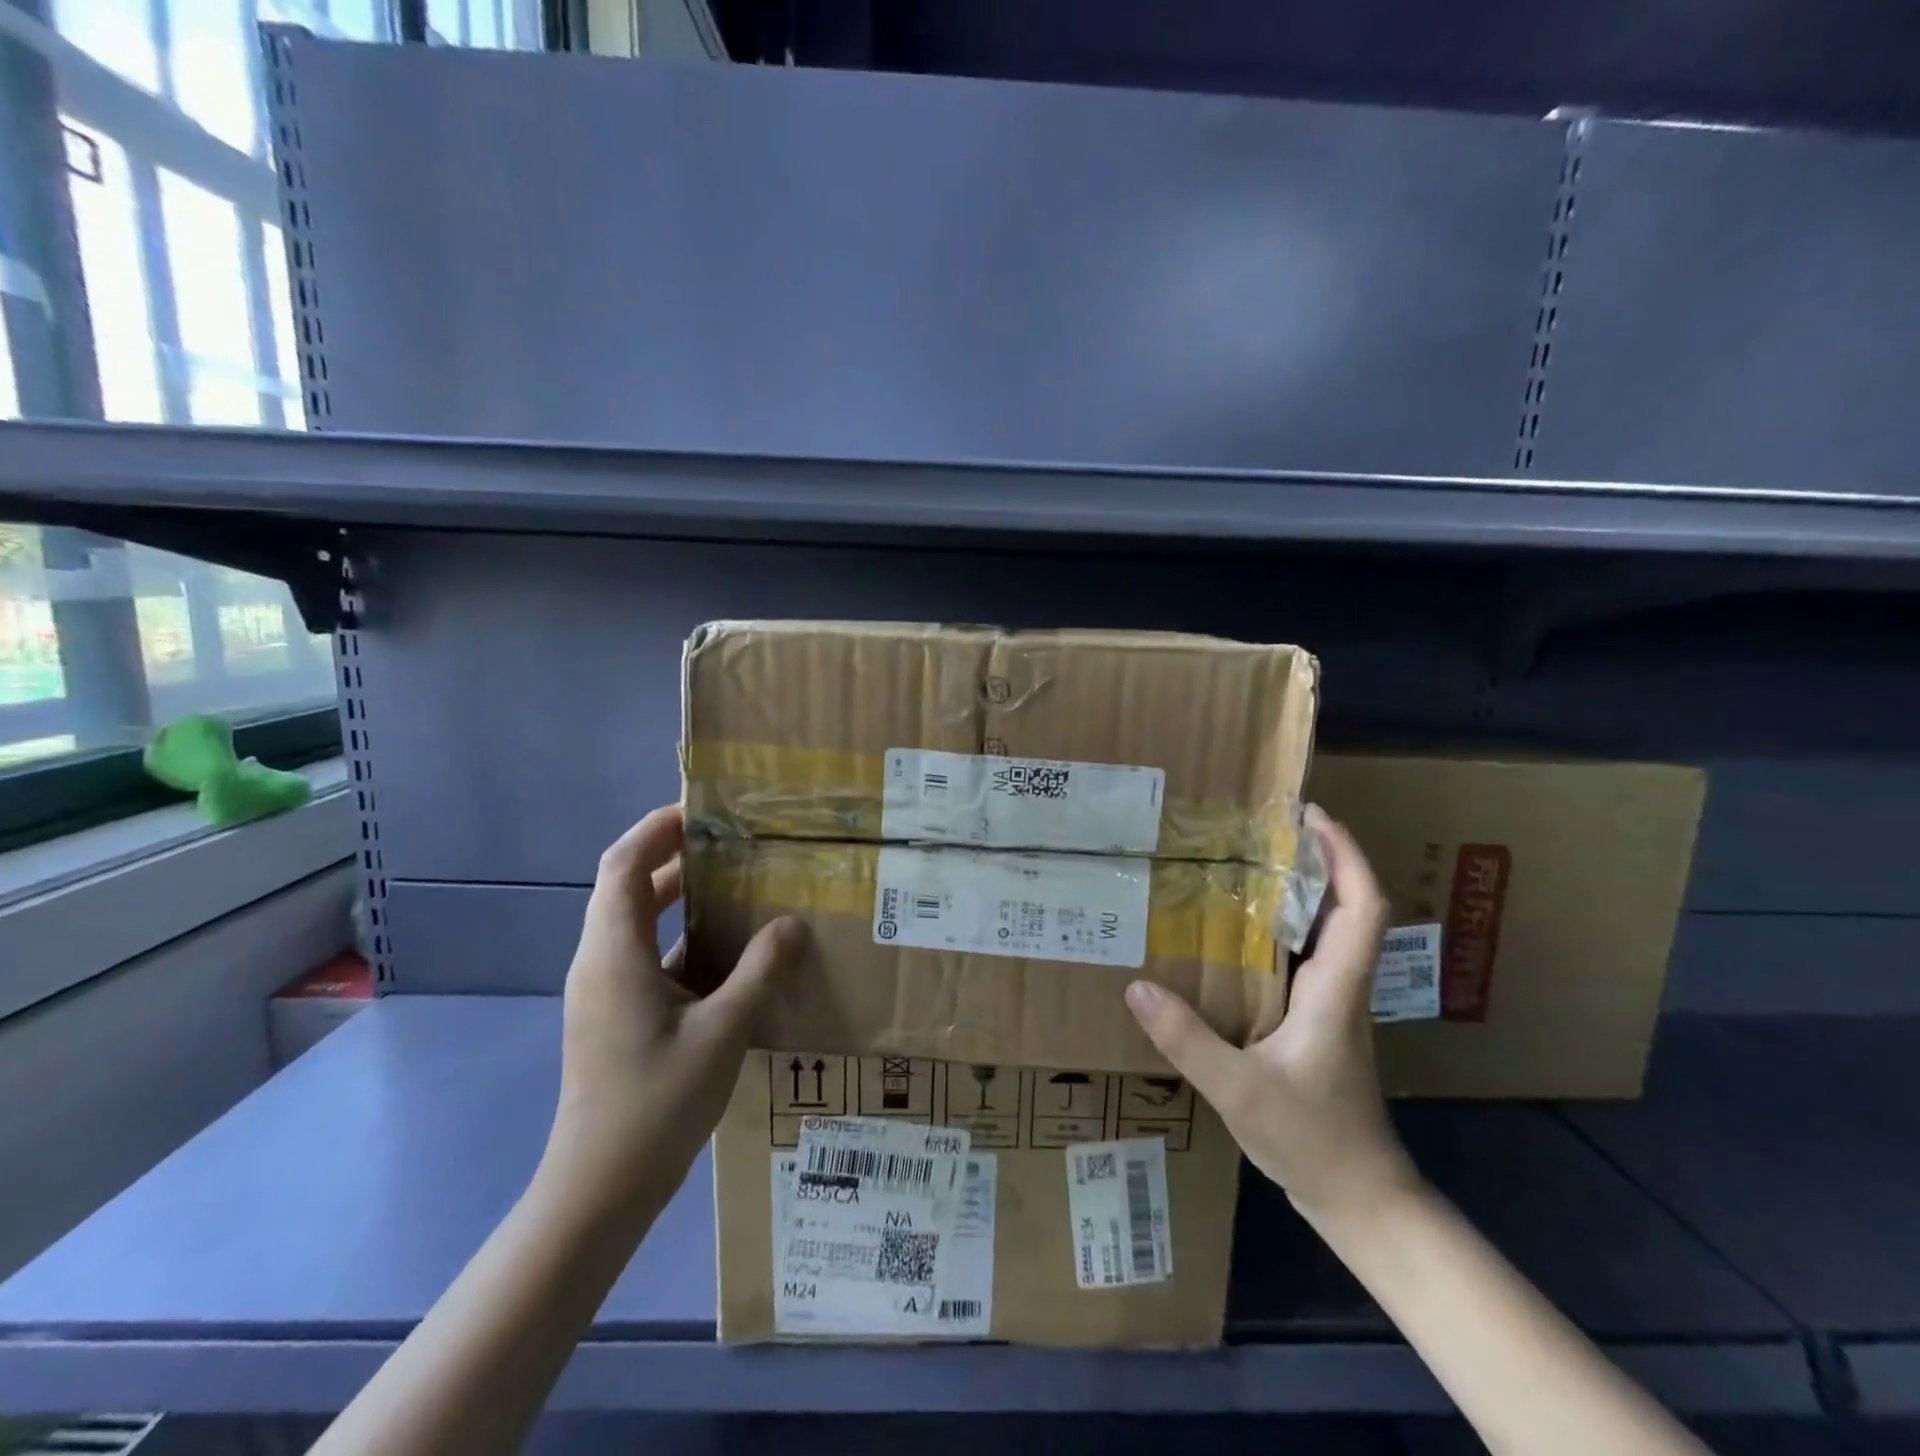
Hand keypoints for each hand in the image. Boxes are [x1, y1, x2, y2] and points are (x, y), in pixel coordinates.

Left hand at [540, 805, 805, 1226]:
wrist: (598, 1188)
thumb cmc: (656, 1104)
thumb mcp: (722, 1032)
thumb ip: (759, 972)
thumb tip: (789, 924)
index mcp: (615, 953)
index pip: (624, 865)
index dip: (656, 829)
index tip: (701, 810)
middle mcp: (600, 960)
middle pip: (626, 885)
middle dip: (671, 853)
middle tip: (728, 840)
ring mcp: (603, 988)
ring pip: (634, 919)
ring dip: (676, 893)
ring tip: (732, 881)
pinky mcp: (613, 1011)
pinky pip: (644, 952)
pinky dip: (678, 933)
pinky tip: (724, 949)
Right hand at [1125, 805, 1417, 1227]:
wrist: (1359, 1197)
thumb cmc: (1313, 1139)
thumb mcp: (1240, 1092)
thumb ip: (1188, 1040)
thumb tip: (1135, 986)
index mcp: (1337, 990)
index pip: (1361, 907)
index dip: (1346, 856)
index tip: (1312, 816)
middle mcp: (1342, 986)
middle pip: (1349, 906)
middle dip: (1320, 857)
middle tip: (1267, 826)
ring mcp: (1333, 1004)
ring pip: (1329, 930)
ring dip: (1304, 888)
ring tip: (1249, 862)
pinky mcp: (1318, 1021)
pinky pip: (1306, 957)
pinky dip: (1285, 927)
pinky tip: (1239, 931)